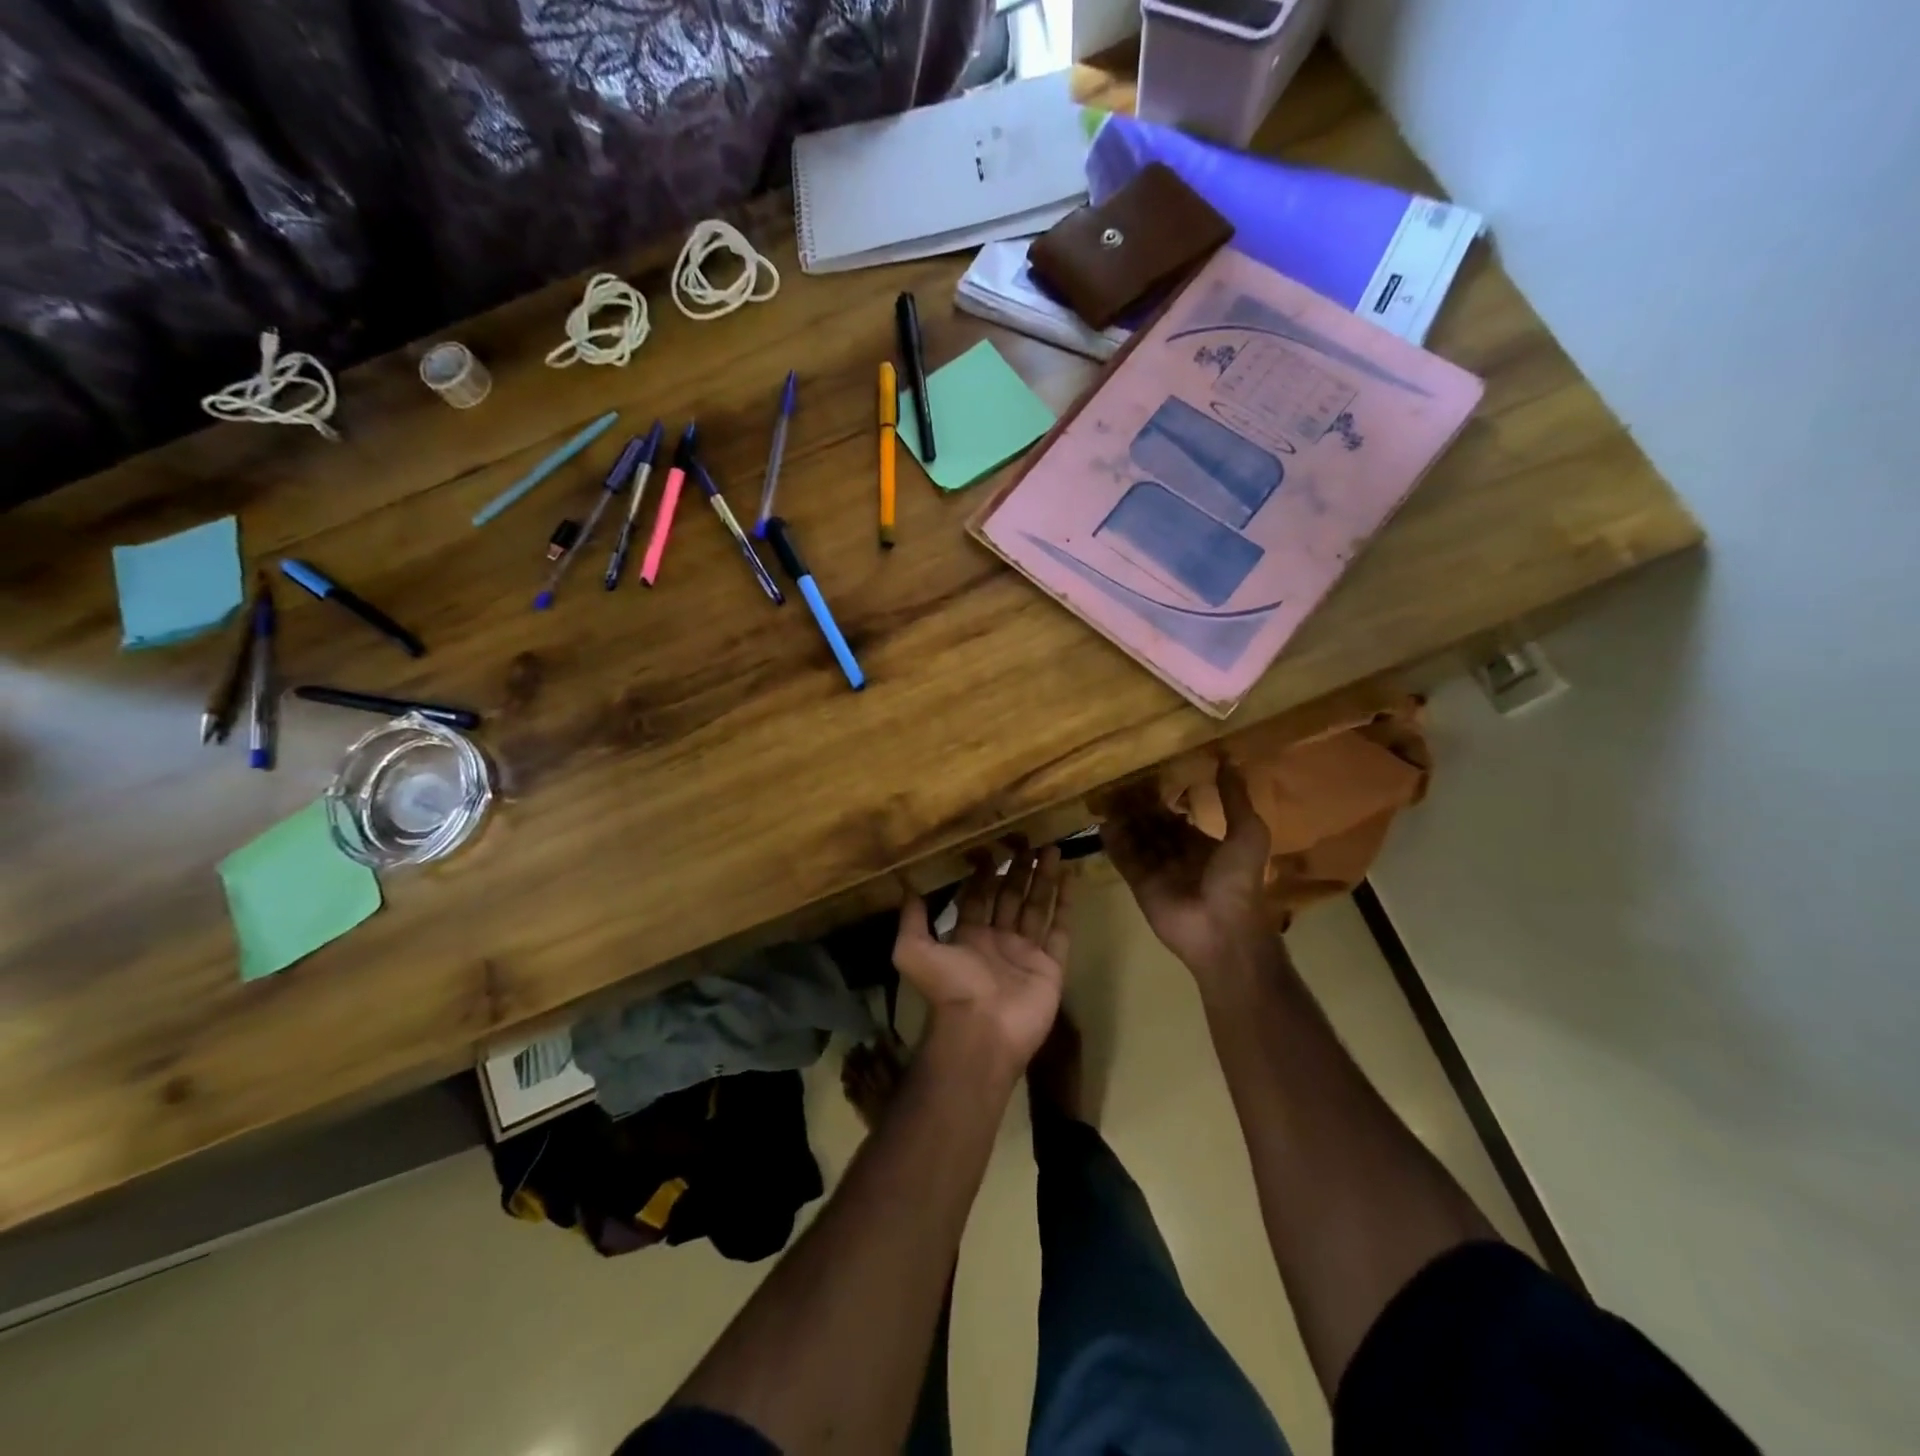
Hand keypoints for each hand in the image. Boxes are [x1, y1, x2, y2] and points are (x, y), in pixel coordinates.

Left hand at [893, 841, 1073, 1071]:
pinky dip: (1065, 905)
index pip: (979, 896)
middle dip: (1018, 869)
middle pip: (1011, 896)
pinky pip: (1060, 930)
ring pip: (1037, 906)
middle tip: (1028, 839)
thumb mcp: (914, 951)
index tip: (992, 844)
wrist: (983, 1032)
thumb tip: (907, 885)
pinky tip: (1069, 878)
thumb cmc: (950, 989)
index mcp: (969, 936)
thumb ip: (912, 919)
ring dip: (1043, 878)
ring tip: (1051, 847)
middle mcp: (998, 940)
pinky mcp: (1050, 966)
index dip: (984, 872)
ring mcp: (1026, 953)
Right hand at [1101, 759, 1273, 979]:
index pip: (1177, 817)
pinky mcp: (1139, 884)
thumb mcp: (1248, 833)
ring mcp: (1157, 870)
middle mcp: (1177, 854)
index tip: (1145, 776)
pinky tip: (1100, 822)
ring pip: (1136, 838)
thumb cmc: (1238, 881)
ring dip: (1123, 820)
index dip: (1163, 800)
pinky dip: (1113, 843)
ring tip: (1105, 795)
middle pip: (1152, 826)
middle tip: (1118, 782)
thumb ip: (1234, 799)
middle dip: (1138, 807)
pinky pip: (1124, 859)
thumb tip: (1227, 759)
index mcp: (1203, 844)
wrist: (1221, 930)